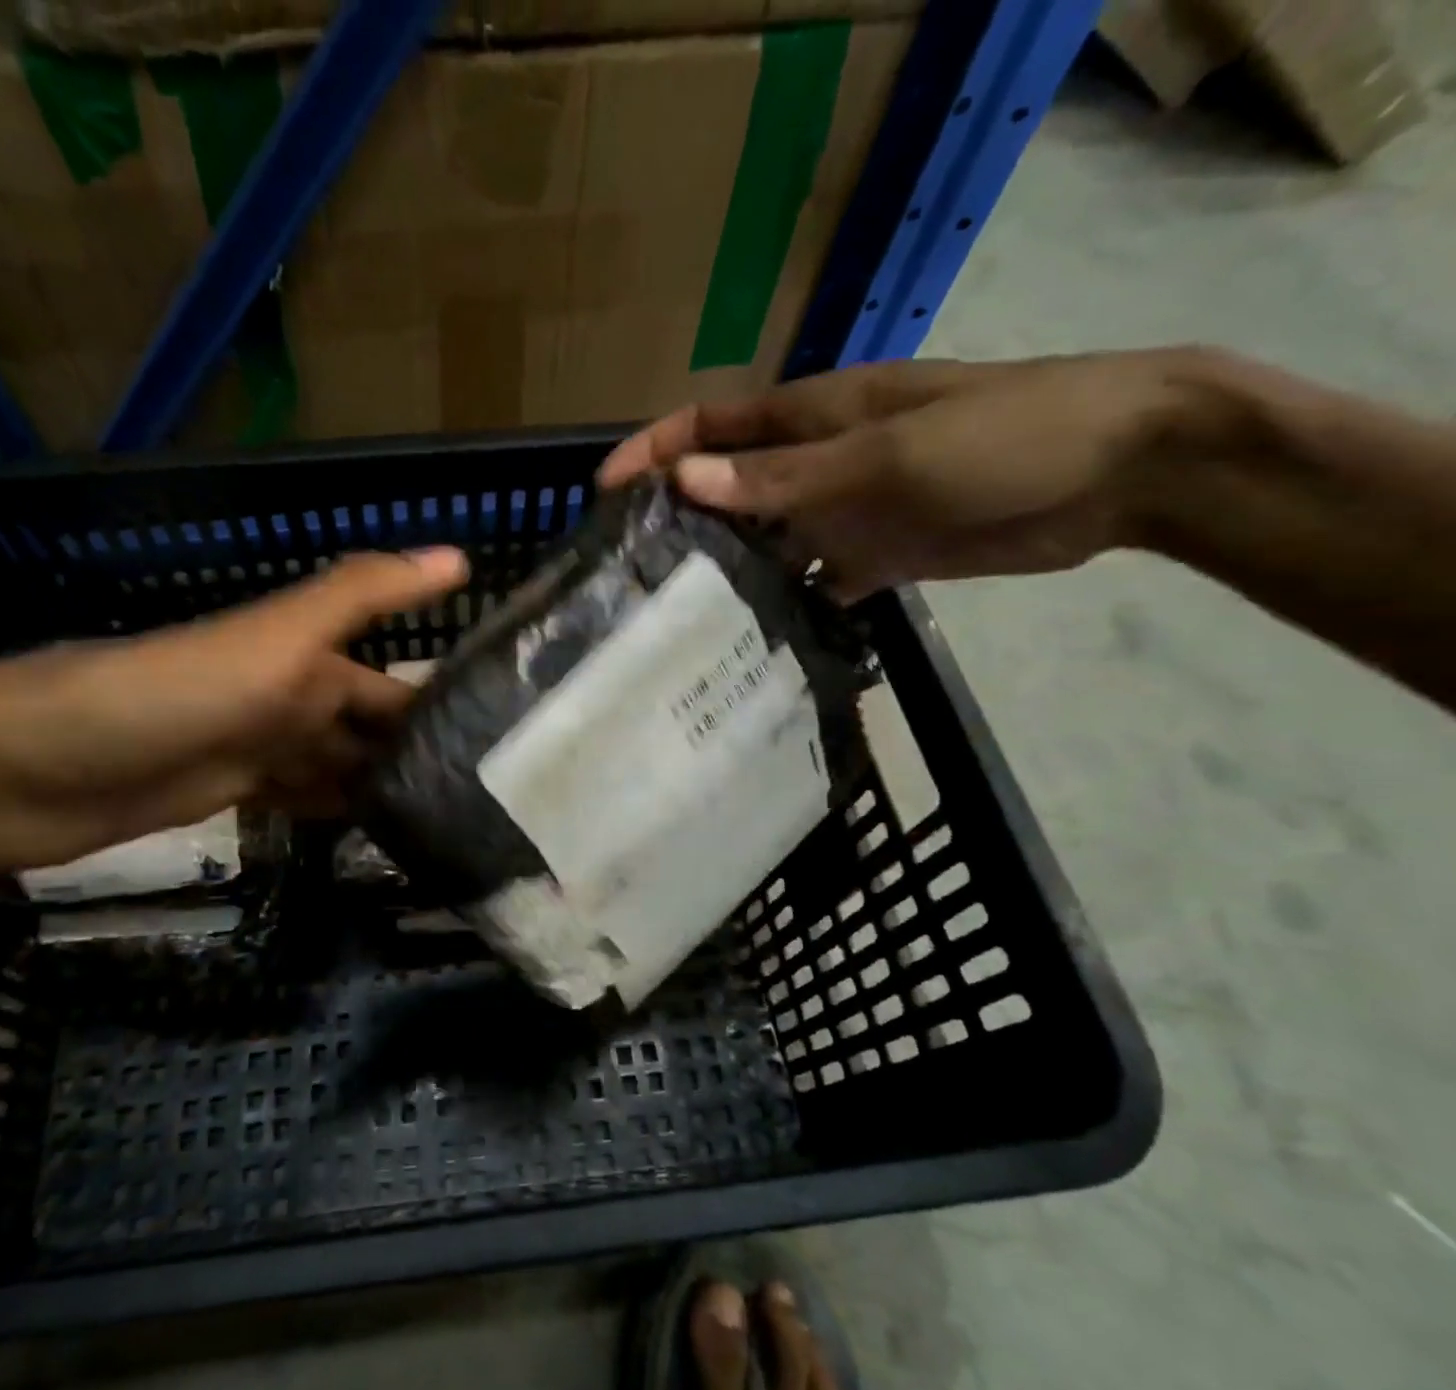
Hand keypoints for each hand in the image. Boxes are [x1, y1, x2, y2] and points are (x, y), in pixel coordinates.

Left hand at [0, 548, 468, 874]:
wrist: (34, 767)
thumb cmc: (169, 694)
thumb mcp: (274, 637)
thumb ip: (361, 595)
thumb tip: (459, 555)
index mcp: (305, 656)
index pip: (391, 678)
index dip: (442, 696)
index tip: (506, 733)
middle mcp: (289, 696)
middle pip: (368, 726)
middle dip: (419, 751)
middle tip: (489, 795)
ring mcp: (259, 748)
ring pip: (339, 765)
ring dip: (384, 785)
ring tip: (450, 820)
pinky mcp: (231, 795)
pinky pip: (301, 799)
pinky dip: (337, 811)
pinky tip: (376, 832)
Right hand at [599, 350, 1221, 600]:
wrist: (1123, 471)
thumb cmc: (1004, 437)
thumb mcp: (884, 456)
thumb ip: (785, 478)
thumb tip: (686, 482)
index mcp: (812, 416)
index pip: (710, 425)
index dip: (652, 452)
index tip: (600, 495)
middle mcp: (816, 462)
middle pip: (726, 488)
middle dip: (676, 521)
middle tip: (627, 577)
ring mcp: (844, 511)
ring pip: (763, 541)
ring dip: (725, 570)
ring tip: (673, 621)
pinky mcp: (875, 554)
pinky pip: (811, 580)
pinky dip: (783, 604)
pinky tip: (752, 641)